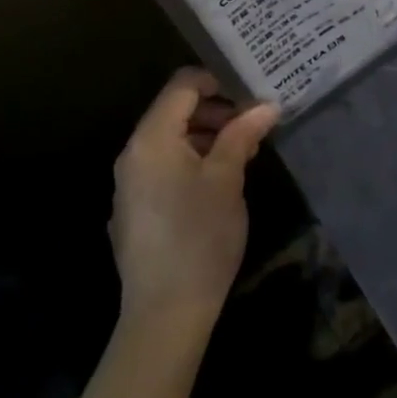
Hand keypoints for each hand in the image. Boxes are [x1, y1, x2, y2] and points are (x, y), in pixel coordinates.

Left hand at [110, 68, 279, 333]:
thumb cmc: (199, 238)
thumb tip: (266, 106)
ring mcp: (130, 184)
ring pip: (171, 140)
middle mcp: (133, 153)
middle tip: (253, 125)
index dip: (218, 80)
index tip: (251, 92)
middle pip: (175, 111)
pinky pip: (163, 167)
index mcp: (151, 138)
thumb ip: (243, 134)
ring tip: (243, 154)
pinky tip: (220, 184)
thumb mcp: (228, 179)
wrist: (164, 317)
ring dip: (207, 137)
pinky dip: (192, 162)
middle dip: (217, 111)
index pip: (183, 85)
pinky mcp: (134, 210)